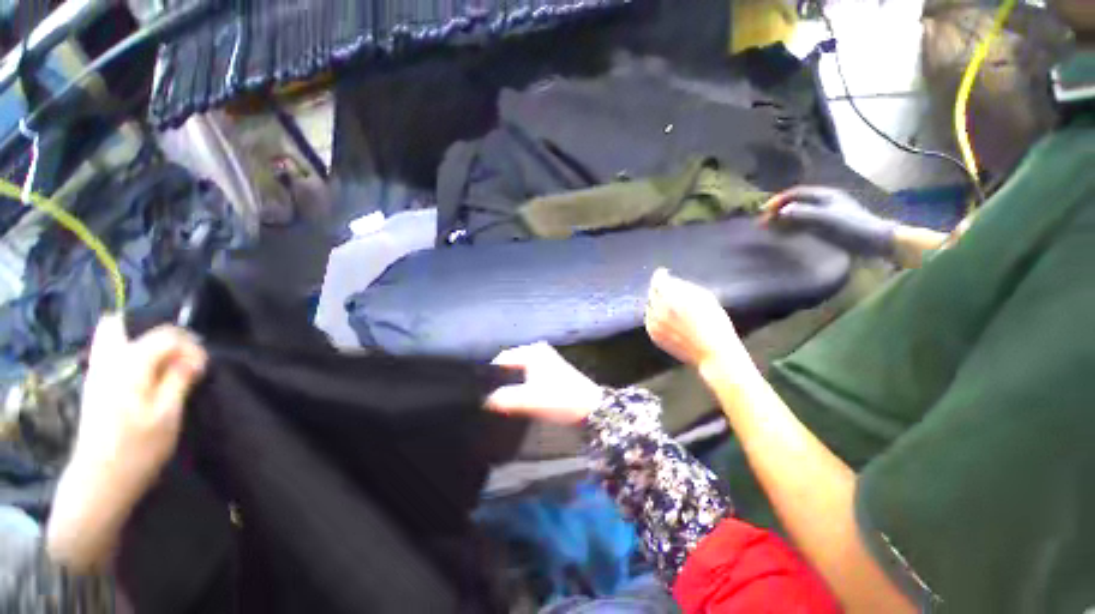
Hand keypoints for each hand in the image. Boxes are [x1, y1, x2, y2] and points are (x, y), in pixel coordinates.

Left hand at [72, 316, 206, 485]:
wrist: (100, 479)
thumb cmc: (138, 447)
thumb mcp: (168, 413)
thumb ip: (179, 378)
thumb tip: (193, 358)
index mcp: (130, 365)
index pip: (166, 335)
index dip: (190, 346)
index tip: (203, 369)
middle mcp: (108, 360)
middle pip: (122, 324)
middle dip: (155, 334)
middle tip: (177, 357)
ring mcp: (96, 373)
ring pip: (110, 336)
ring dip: (138, 342)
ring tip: (161, 365)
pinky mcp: (94, 386)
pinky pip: (108, 353)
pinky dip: (128, 355)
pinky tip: (143, 377)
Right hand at [486, 342, 603, 424]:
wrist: (591, 407)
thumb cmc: (560, 399)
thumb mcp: (529, 399)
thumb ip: (503, 399)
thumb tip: (483, 400)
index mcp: (532, 351)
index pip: (501, 358)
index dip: (489, 375)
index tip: (479, 393)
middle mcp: (537, 350)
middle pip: (509, 364)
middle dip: (499, 380)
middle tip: (487, 398)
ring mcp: (544, 360)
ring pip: (518, 371)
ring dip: (509, 385)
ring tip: (498, 401)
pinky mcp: (549, 371)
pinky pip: (526, 376)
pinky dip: (519, 386)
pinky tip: (515, 400)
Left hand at [645, 268, 746, 369]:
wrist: (712, 352)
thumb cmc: (713, 322)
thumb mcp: (703, 296)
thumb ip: (682, 286)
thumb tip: (670, 281)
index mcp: (671, 297)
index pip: (658, 281)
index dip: (660, 275)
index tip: (663, 273)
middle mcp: (658, 309)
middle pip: (652, 293)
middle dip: (658, 288)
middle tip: (667, 289)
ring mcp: (654, 323)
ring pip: (649, 306)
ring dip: (656, 302)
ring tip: (669, 304)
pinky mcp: (653, 335)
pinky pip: (649, 319)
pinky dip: (655, 315)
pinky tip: (666, 317)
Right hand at [762, 186, 897, 256]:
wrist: (875, 241)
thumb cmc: (852, 227)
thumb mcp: (827, 219)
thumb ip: (804, 213)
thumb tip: (782, 212)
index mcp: (825, 195)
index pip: (796, 193)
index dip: (779, 200)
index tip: (764, 210)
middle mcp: (822, 202)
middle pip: (795, 203)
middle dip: (778, 211)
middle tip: (762, 222)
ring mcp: (823, 214)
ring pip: (796, 215)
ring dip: (782, 221)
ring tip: (768, 230)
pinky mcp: (824, 227)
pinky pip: (801, 225)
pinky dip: (789, 228)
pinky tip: (782, 235)